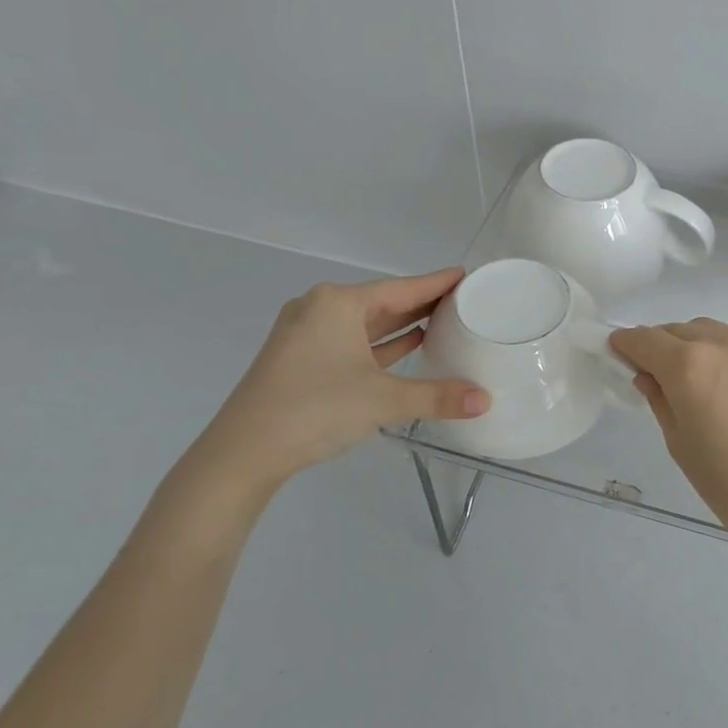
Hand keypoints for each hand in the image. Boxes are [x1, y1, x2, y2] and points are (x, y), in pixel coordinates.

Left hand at [189, 268, 488, 494]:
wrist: (242, 452)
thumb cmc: (314, 409)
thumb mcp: (383, 400)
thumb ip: (436, 397)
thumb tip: (485, 401)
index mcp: (338, 303)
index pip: (401, 288)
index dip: (436, 283)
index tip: (465, 274)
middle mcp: (319, 308)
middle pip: (383, 302)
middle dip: (421, 303)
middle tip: (462, 301)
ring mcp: (305, 334)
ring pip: (365, 323)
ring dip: (401, 325)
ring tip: (442, 323)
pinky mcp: (299, 359)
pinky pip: (350, 342)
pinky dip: (379, 344)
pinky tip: (406, 348)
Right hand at [609, 318, 727, 545]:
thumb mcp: (681, 445)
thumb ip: (660, 401)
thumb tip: (648, 376)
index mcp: (688, 365)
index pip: (644, 340)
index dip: (624, 344)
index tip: (613, 353)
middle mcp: (720, 343)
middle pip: (675, 330)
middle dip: (656, 345)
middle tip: (648, 373)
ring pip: (706, 331)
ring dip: (687, 344)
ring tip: (685, 378)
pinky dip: (715, 351)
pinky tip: (719, 383)